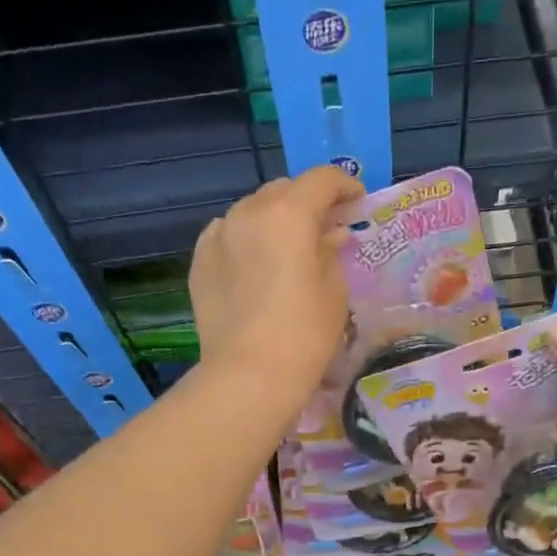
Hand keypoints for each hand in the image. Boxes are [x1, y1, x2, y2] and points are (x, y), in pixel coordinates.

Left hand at [189, 168, 362, 394]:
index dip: (344, 185)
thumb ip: (331, 251)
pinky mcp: (200, 262)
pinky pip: (227, 235)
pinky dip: (246, 239)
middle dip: (307, 202)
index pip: (321, 180)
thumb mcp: (334, 291)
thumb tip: (329, 234)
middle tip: (325, 228)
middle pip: (283, 191)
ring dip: (274, 220)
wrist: (249, 375)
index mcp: (288, 214)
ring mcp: (218, 235)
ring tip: (288, 249)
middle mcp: (248, 213)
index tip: (356, 201)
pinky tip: (256, 264)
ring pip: (252, 211)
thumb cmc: (304, 334)